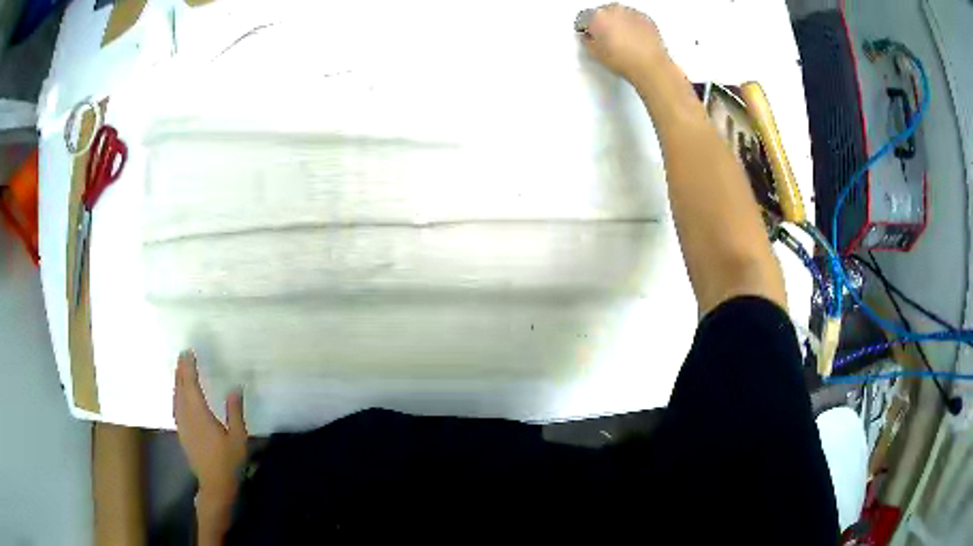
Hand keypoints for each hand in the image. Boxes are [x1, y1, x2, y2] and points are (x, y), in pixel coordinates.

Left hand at [173, 350, 247, 504]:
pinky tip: (178, 393)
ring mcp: (182, 425)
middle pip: (180, 388)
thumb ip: (235, 412)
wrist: (215, 485)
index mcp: (200, 415)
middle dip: (181, 370)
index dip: (189, 368)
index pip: (191, 385)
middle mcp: (187, 416)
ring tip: (179, 369)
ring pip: (175, 396)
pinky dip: (176, 394)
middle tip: (182, 355)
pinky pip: (175, 406)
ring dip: (177, 380)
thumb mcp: (238, 438)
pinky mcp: (182, 432)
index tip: (188, 352)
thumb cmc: (229, 462)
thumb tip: (235, 387)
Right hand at [578, 4, 668, 83]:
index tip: (588, 34)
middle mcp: (614, 10)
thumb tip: (588, 38)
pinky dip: (632, 25)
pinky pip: (634, 18)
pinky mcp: (645, 18)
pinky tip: (633, 39)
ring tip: (621, 40)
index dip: (585, 28)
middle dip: (602, 23)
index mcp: (597, 16)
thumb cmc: (626, 60)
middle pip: (602, 13)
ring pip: (618, 14)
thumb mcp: (595, 54)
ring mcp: (631, 12)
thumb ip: (586, 41)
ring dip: (618, 23)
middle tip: (606, 38)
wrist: (650, 66)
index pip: (583, 17)